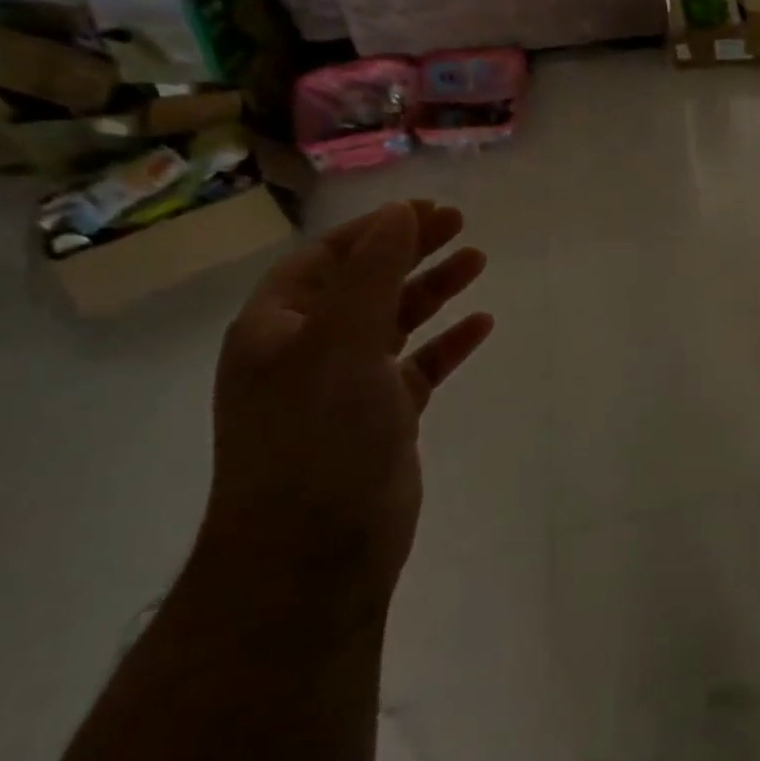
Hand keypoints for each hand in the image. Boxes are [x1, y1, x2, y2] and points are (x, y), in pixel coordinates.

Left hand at [205, 201, 494, 592]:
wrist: (315, 550)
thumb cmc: (319, 437)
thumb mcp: (341, 343)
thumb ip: (372, 274)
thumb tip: (398, 212)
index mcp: (277, 328)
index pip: (325, 258)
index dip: (376, 229)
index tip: (428, 210)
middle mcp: (307, 351)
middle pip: (365, 283)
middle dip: (410, 250)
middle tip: (461, 225)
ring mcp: (346, 386)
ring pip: (396, 322)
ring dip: (434, 289)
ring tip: (478, 261)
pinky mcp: (383, 417)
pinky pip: (420, 365)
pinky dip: (449, 342)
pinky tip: (481, 325)